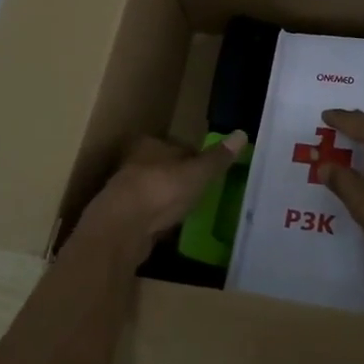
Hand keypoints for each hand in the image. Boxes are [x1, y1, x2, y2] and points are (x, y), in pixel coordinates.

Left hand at [70, 132, 246, 263]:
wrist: (120, 230)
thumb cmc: (160, 191)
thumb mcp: (197, 173)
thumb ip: (217, 158)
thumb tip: (242, 133)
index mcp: (150, 145)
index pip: (178, 147)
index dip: (195, 158)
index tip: (209, 171)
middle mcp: (133, 163)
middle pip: (164, 168)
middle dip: (180, 178)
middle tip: (202, 191)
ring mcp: (124, 192)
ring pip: (153, 191)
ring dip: (167, 200)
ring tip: (189, 211)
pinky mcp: (121, 218)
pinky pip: (146, 214)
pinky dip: (157, 219)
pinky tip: (169, 228)